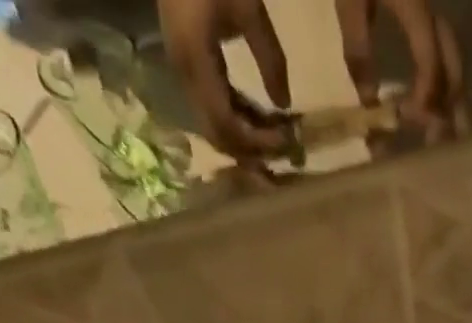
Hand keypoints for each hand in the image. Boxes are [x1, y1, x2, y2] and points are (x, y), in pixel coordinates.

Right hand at [159, 0, 291, 162]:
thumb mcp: (248, 7)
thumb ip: (269, 56)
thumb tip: (285, 105)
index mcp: (195, 61)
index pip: (227, 123)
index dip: (257, 140)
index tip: (286, 141)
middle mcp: (185, 76)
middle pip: (218, 134)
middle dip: (250, 152)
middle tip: (282, 158)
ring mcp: (184, 73)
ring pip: (215, 127)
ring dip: (245, 141)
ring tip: (276, 144)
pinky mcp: (189, 68)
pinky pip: (213, 109)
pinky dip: (238, 121)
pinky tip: (261, 123)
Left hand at [335, 0, 466, 139]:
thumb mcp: (350, 1)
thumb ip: (359, 51)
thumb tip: (369, 105)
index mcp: (415, 7)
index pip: (431, 62)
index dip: (425, 96)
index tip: (411, 122)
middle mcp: (433, 11)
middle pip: (452, 65)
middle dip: (449, 107)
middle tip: (439, 144)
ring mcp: (432, 9)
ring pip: (451, 61)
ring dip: (449, 100)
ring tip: (442, 133)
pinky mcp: (424, 12)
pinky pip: (440, 53)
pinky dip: (440, 82)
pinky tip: (431, 104)